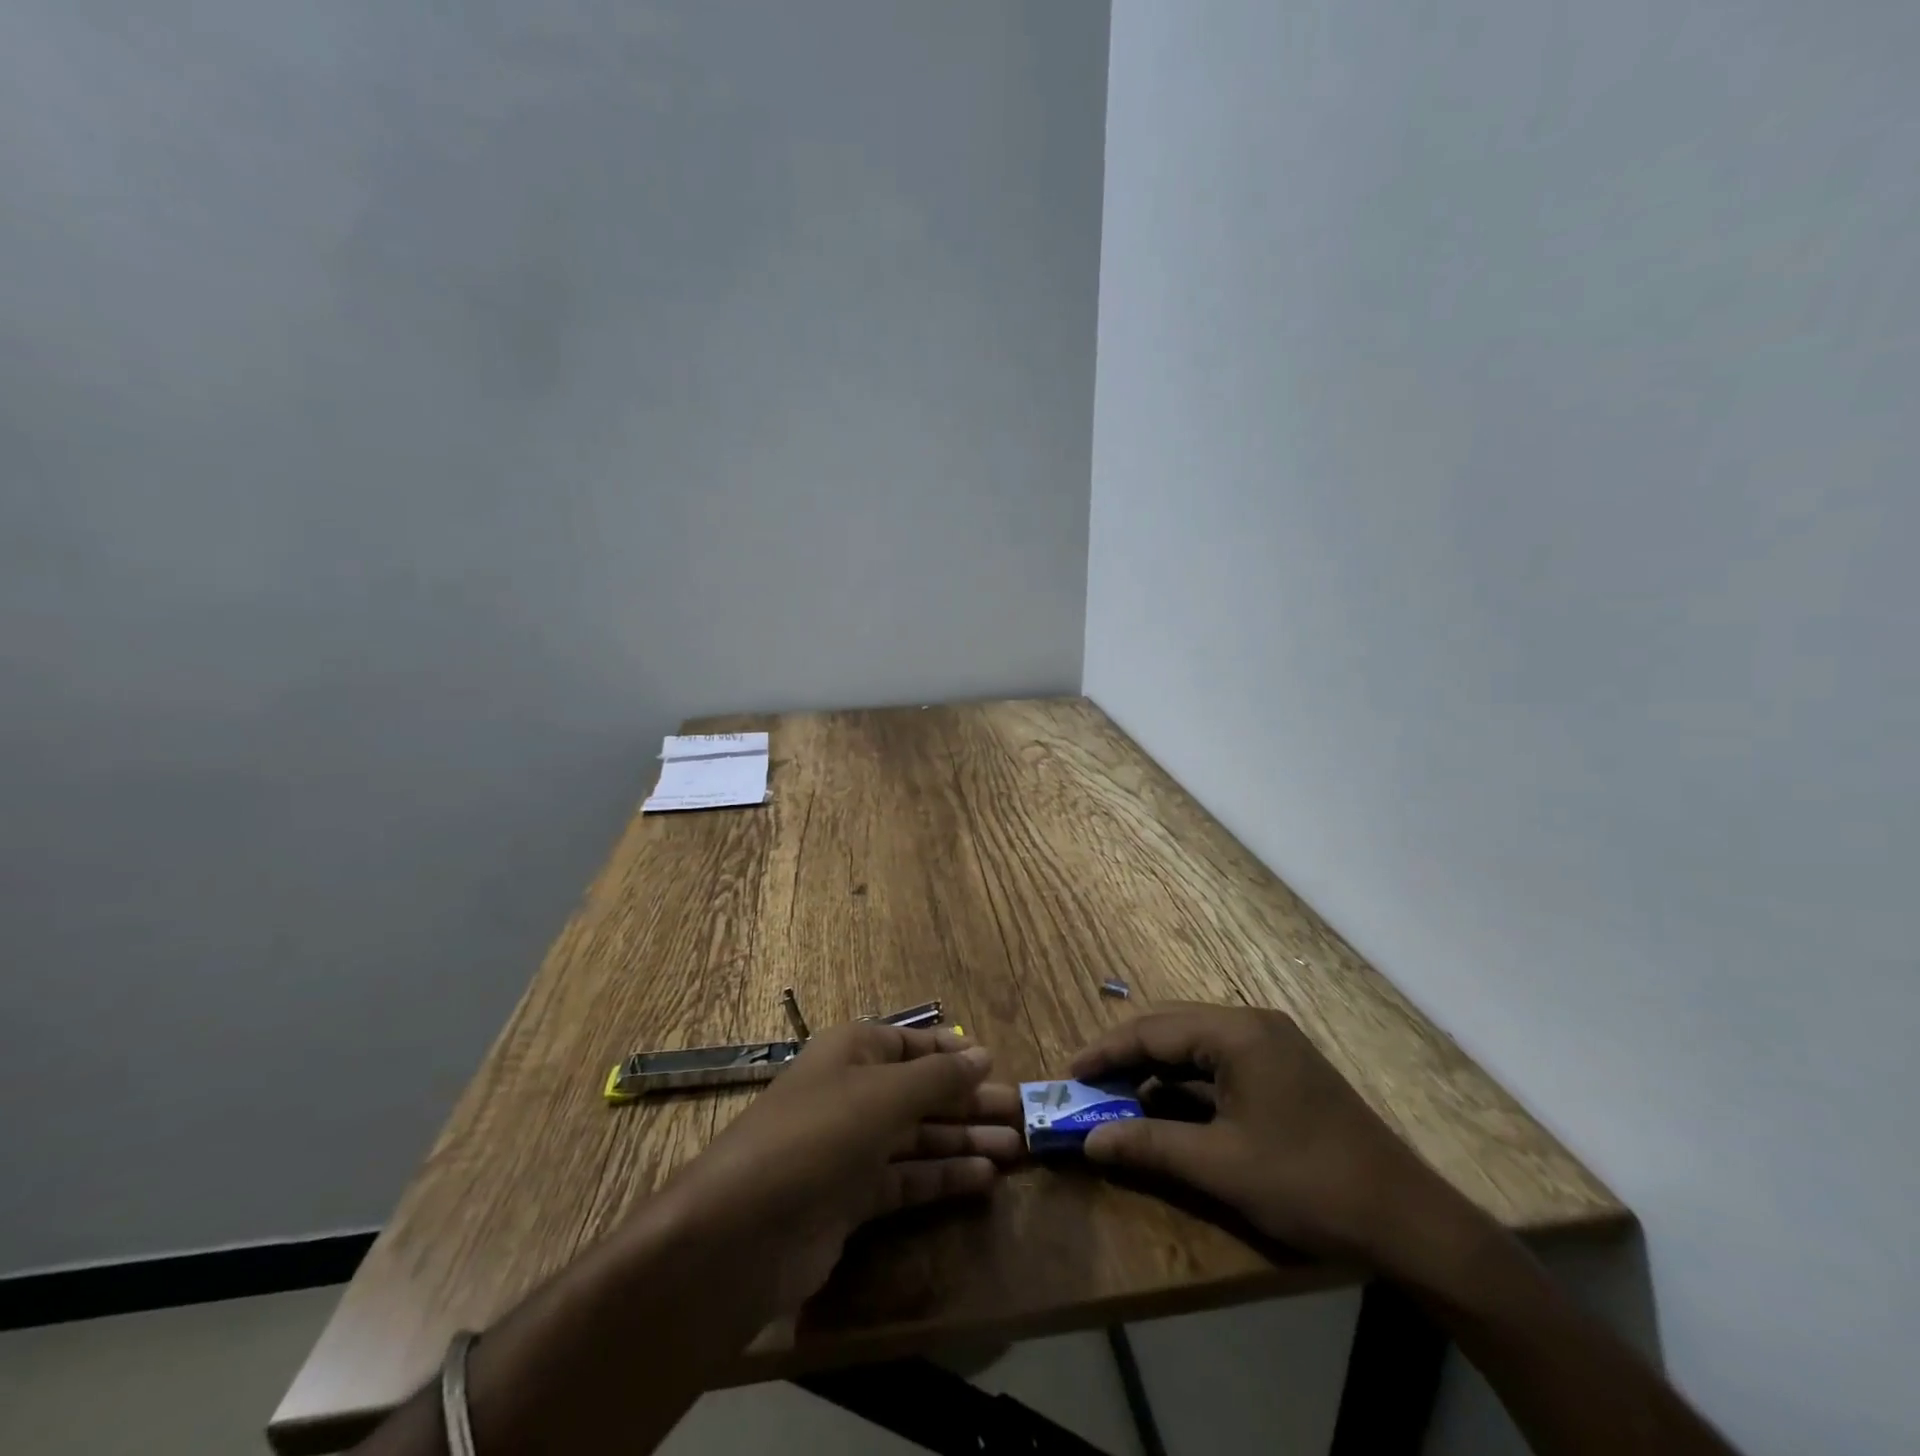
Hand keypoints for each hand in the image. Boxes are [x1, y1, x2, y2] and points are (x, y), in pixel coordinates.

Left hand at [660, 1022, 1021, 1312]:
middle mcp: (853, 1093)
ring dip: (964, 1142)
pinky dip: (942, 1178)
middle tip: (1023, 1116)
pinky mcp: (851, 1199)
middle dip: (969, 1103)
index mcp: (854, 1052)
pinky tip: (983, 1180)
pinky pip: (907, 1179)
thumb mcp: (884, 1095)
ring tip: (1016, 1150)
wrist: (742, 1232)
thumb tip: (982, 1054)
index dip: (954, 1054)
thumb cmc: (818, 1135)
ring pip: (918, 1137)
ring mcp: (851, 1148)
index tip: (997, 1066)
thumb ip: (939, 1078)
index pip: (913, 1043)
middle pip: (921, 1092)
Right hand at [1071, 1005, 1478, 1273]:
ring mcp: (1272, 1046)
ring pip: (1195, 1046)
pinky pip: (1220, 1064)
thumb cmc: (1308, 1183)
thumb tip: (1089, 1141)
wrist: (1409, 1221)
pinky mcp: (1284, 1071)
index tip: (1070, 1075)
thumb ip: (1149, 1145)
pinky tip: (1169, 1108)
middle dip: (1127, 1057)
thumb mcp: (1221, 1166)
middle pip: (1172, 1029)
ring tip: (1120, 1099)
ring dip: (1156, 1070)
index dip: (1106, 1052)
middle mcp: (1253, 1025)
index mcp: (1237, 1033)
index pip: (1153, 1030)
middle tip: (1090, 1088)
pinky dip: (1187, 1083)